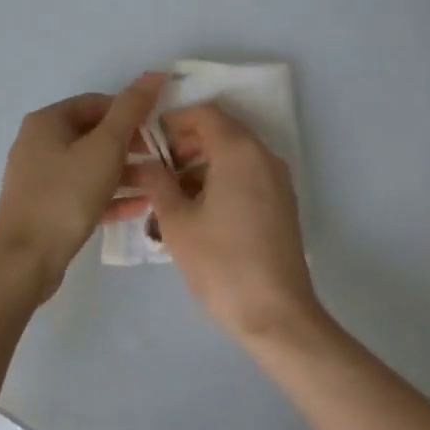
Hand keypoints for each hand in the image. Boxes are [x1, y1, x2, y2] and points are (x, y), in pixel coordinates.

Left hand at [0, 73, 165, 300]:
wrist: (24, 261)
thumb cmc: (65, 195)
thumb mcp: (104, 148)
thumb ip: (130, 110)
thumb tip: (154, 74)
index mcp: (47, 122)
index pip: (96, 103)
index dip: (130, 111)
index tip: (159, 128)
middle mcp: (39, 144)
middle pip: (93, 135)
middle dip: (130, 144)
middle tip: (163, 156)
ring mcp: (40, 178)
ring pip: (90, 166)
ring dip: (125, 172)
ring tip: (158, 182)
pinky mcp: (46, 208)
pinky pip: (84, 193)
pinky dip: (110, 196)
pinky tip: (141, 206)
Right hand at [134, 104, 322, 343]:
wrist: (276, 315)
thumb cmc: (221, 263)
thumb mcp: (177, 222)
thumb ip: (158, 183)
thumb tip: (146, 165)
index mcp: (239, 152)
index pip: (205, 114)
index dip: (174, 121)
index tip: (149, 142)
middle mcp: (263, 157)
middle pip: (222, 132)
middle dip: (186, 144)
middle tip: (157, 169)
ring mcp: (278, 181)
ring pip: (234, 156)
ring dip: (202, 164)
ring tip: (172, 196)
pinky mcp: (282, 204)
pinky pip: (248, 176)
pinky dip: (222, 180)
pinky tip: (198, 212)